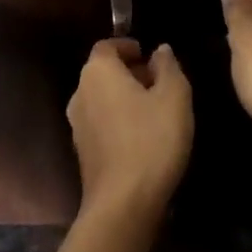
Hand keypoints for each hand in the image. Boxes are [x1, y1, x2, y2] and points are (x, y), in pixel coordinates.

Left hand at [67, 38, 192, 220]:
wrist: (122, 205)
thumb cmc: (150, 140)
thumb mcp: (174, 97)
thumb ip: (168, 67)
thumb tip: (160, 51)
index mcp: (98, 71)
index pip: (108, 46)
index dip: (128, 48)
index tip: (149, 58)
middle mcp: (80, 92)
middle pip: (104, 72)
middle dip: (130, 73)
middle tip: (158, 85)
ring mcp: (77, 124)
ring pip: (102, 98)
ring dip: (124, 99)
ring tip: (154, 113)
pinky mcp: (81, 152)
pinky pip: (101, 124)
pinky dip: (118, 121)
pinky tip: (141, 139)